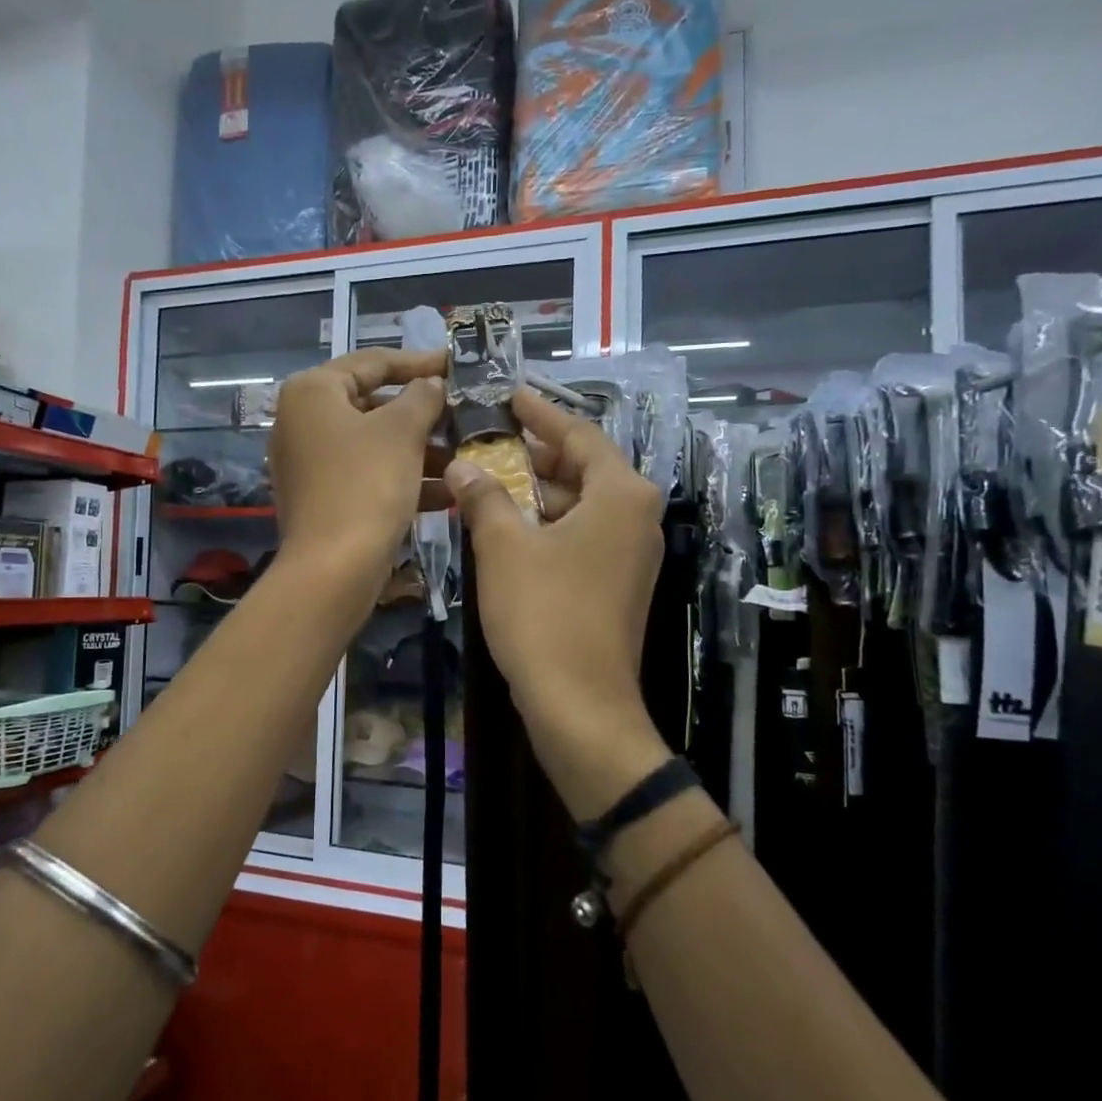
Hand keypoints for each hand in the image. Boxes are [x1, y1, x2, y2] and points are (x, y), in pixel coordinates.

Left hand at [269, 349, 447, 583]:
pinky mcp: (321, 498)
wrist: (333, 569)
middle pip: (372, 404)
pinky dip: (402, 479)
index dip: (419, 362)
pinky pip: (367, 476)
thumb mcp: (402, 431)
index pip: (373, 362)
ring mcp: (309, 463)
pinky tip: (446, 493)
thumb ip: (422, 397)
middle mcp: (302, 422)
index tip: (456, 366)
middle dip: (422, 414)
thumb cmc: (366, 485)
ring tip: (463, 457)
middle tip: (462, 416)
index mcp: (312, 392)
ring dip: (419, 450)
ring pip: (374, 445)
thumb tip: (430, 385)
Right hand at [446, 388, 670, 816]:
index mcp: (622, 495)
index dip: (540, 414)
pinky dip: (546, 527)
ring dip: (534, 495)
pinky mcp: (618, 586)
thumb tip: (464, 466)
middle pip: (582, 470)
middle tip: (486, 442)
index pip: (579, 435)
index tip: (509, 396)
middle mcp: (638, 517)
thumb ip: (484, 496)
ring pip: (579, 507)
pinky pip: (581, 537)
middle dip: (533, 457)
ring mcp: (632, 555)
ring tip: (486, 483)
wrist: (580, 704)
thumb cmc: (543, 613)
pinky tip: (505, 529)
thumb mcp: (504, 547)